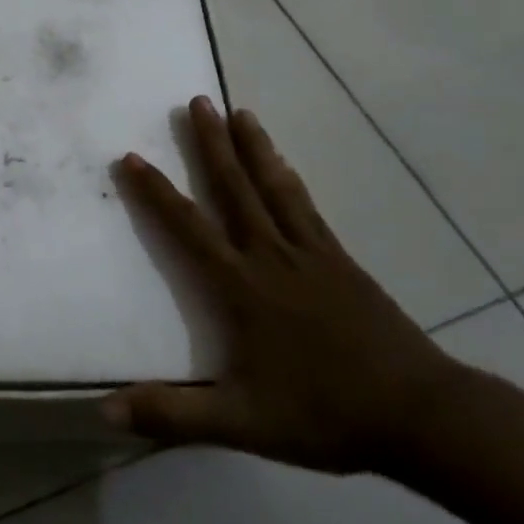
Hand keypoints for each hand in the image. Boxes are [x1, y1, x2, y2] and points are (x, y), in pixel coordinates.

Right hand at [103, 97, 463, 474]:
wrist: (419, 414)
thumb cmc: (323, 413)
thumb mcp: (241, 423)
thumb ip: (173, 415)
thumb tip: (104, 411)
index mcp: (240, 286)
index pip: (187, 227)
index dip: (156, 191)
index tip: (132, 156)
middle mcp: (269, 255)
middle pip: (233, 188)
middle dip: (210, 143)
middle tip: (196, 100)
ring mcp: (309, 252)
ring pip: (272, 186)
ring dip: (252, 146)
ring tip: (239, 110)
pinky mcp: (340, 259)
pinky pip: (305, 206)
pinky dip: (288, 177)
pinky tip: (284, 164)